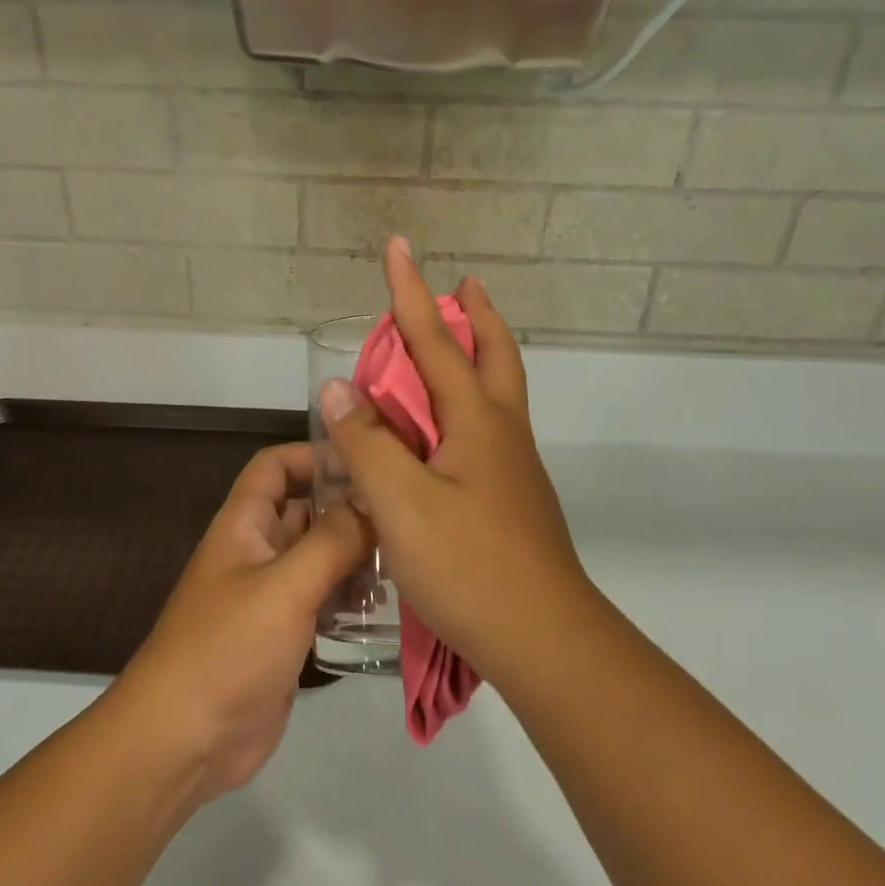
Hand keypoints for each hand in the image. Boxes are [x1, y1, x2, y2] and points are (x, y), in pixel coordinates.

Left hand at [113, 444, 370, 806]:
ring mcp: (271, 594)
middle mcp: (257, 551)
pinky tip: (385, 604)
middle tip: (404, 514)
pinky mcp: (284, 634)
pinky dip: (349, 595)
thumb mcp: (285, 587)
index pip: (276, 465)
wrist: (183, 741)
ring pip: (318, 555)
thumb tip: (372, 500)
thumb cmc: (228, 648)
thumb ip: (332, 541)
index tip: (366, 463)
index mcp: (244, 525)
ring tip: (405, 559)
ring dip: (355, 554)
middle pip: (305, 510)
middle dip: (348, 507)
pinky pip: (322, 598)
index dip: (314, 455)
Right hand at [319, 238, 593, 684]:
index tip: (399, 246)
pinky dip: (468, 405)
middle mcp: (503, 433)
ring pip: (497, 394)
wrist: (544, 640)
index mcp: (477, 422)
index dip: (410, 292)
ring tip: (453, 346)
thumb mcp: (401, 502)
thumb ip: (367, 444)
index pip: (435, 342)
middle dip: (476, 316)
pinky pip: (488, 431)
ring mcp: (513, 468)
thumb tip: (339, 389)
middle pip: (495, 356)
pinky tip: (447, 432)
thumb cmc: (469, 565)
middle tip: (465, 286)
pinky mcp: (512, 500)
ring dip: (478, 357)